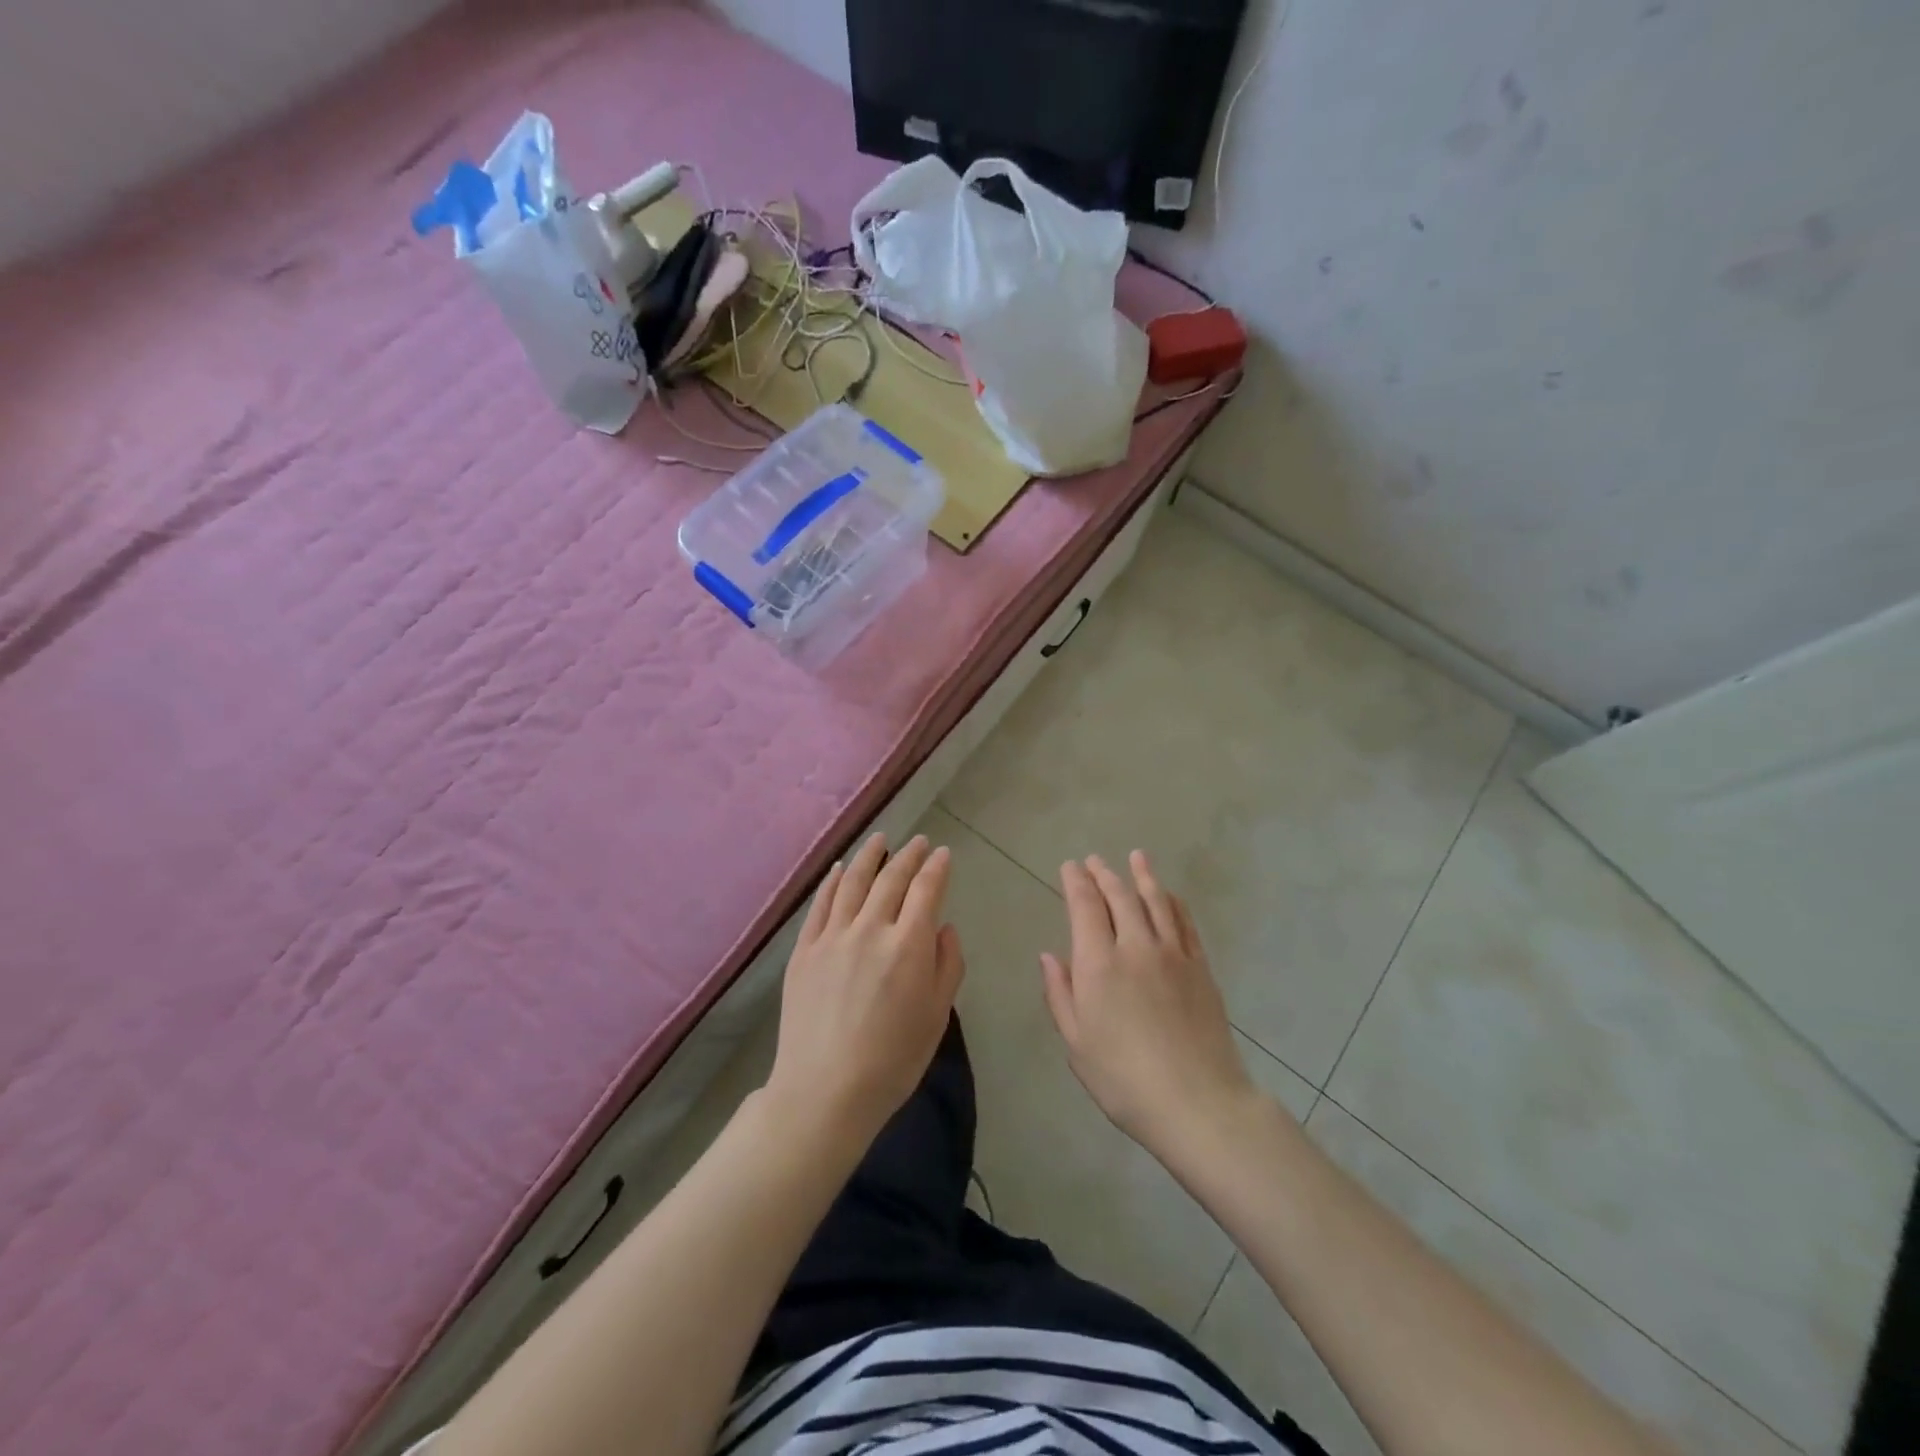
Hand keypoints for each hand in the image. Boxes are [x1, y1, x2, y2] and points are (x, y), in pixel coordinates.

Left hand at [767, 833, 965, 1149]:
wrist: (824, 1091)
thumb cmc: (892, 1060)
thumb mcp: (937, 1016)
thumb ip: (947, 965)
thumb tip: (943, 928)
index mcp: (908, 944)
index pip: (926, 890)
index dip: (936, 868)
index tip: (942, 854)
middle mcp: (870, 928)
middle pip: (891, 879)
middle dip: (908, 856)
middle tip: (918, 842)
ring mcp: (832, 936)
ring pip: (853, 882)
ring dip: (870, 857)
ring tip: (880, 839)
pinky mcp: (804, 950)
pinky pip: (820, 904)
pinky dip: (832, 881)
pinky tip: (840, 869)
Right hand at [1042, 852, 1262, 1157]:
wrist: (1198, 1103)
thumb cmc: (1124, 1080)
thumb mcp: (1077, 1044)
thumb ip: (1060, 994)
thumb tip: (1049, 956)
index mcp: (1099, 964)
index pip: (1086, 906)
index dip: (1077, 882)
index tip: (1071, 867)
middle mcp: (1135, 947)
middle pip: (1120, 896)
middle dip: (1104, 874)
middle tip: (1095, 861)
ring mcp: (1173, 954)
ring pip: (1155, 901)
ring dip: (1142, 876)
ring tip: (1136, 857)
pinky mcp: (1200, 967)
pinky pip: (1184, 923)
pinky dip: (1173, 902)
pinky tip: (1169, 895)